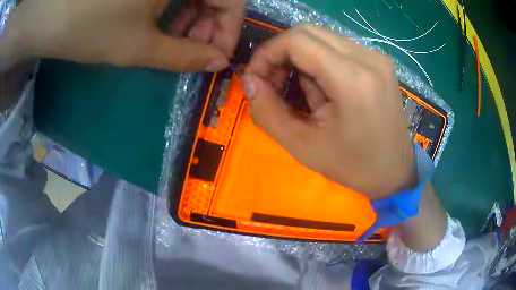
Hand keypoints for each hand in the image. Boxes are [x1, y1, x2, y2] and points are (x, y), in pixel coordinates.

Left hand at [5, 0, 244, 71]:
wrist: (56, 17)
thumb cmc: (92, 28)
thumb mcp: (139, 46)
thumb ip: (184, 56)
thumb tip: (217, 63)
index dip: (230, 29)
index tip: (218, 57)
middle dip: (211, 24)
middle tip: (196, 51)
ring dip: (195, 17)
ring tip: (177, 40)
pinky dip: (180, 7)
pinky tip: (166, 24)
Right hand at [246, 25, 415, 199]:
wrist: (396, 171)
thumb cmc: (353, 166)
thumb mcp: (303, 147)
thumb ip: (268, 112)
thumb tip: (249, 81)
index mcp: (353, 80)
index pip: (297, 40)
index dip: (267, 53)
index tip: (256, 78)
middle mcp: (368, 58)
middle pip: (307, 32)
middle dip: (281, 54)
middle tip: (273, 83)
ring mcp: (376, 56)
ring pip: (321, 37)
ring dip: (300, 59)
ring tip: (304, 93)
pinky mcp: (379, 61)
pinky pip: (337, 47)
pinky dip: (319, 62)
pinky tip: (324, 89)